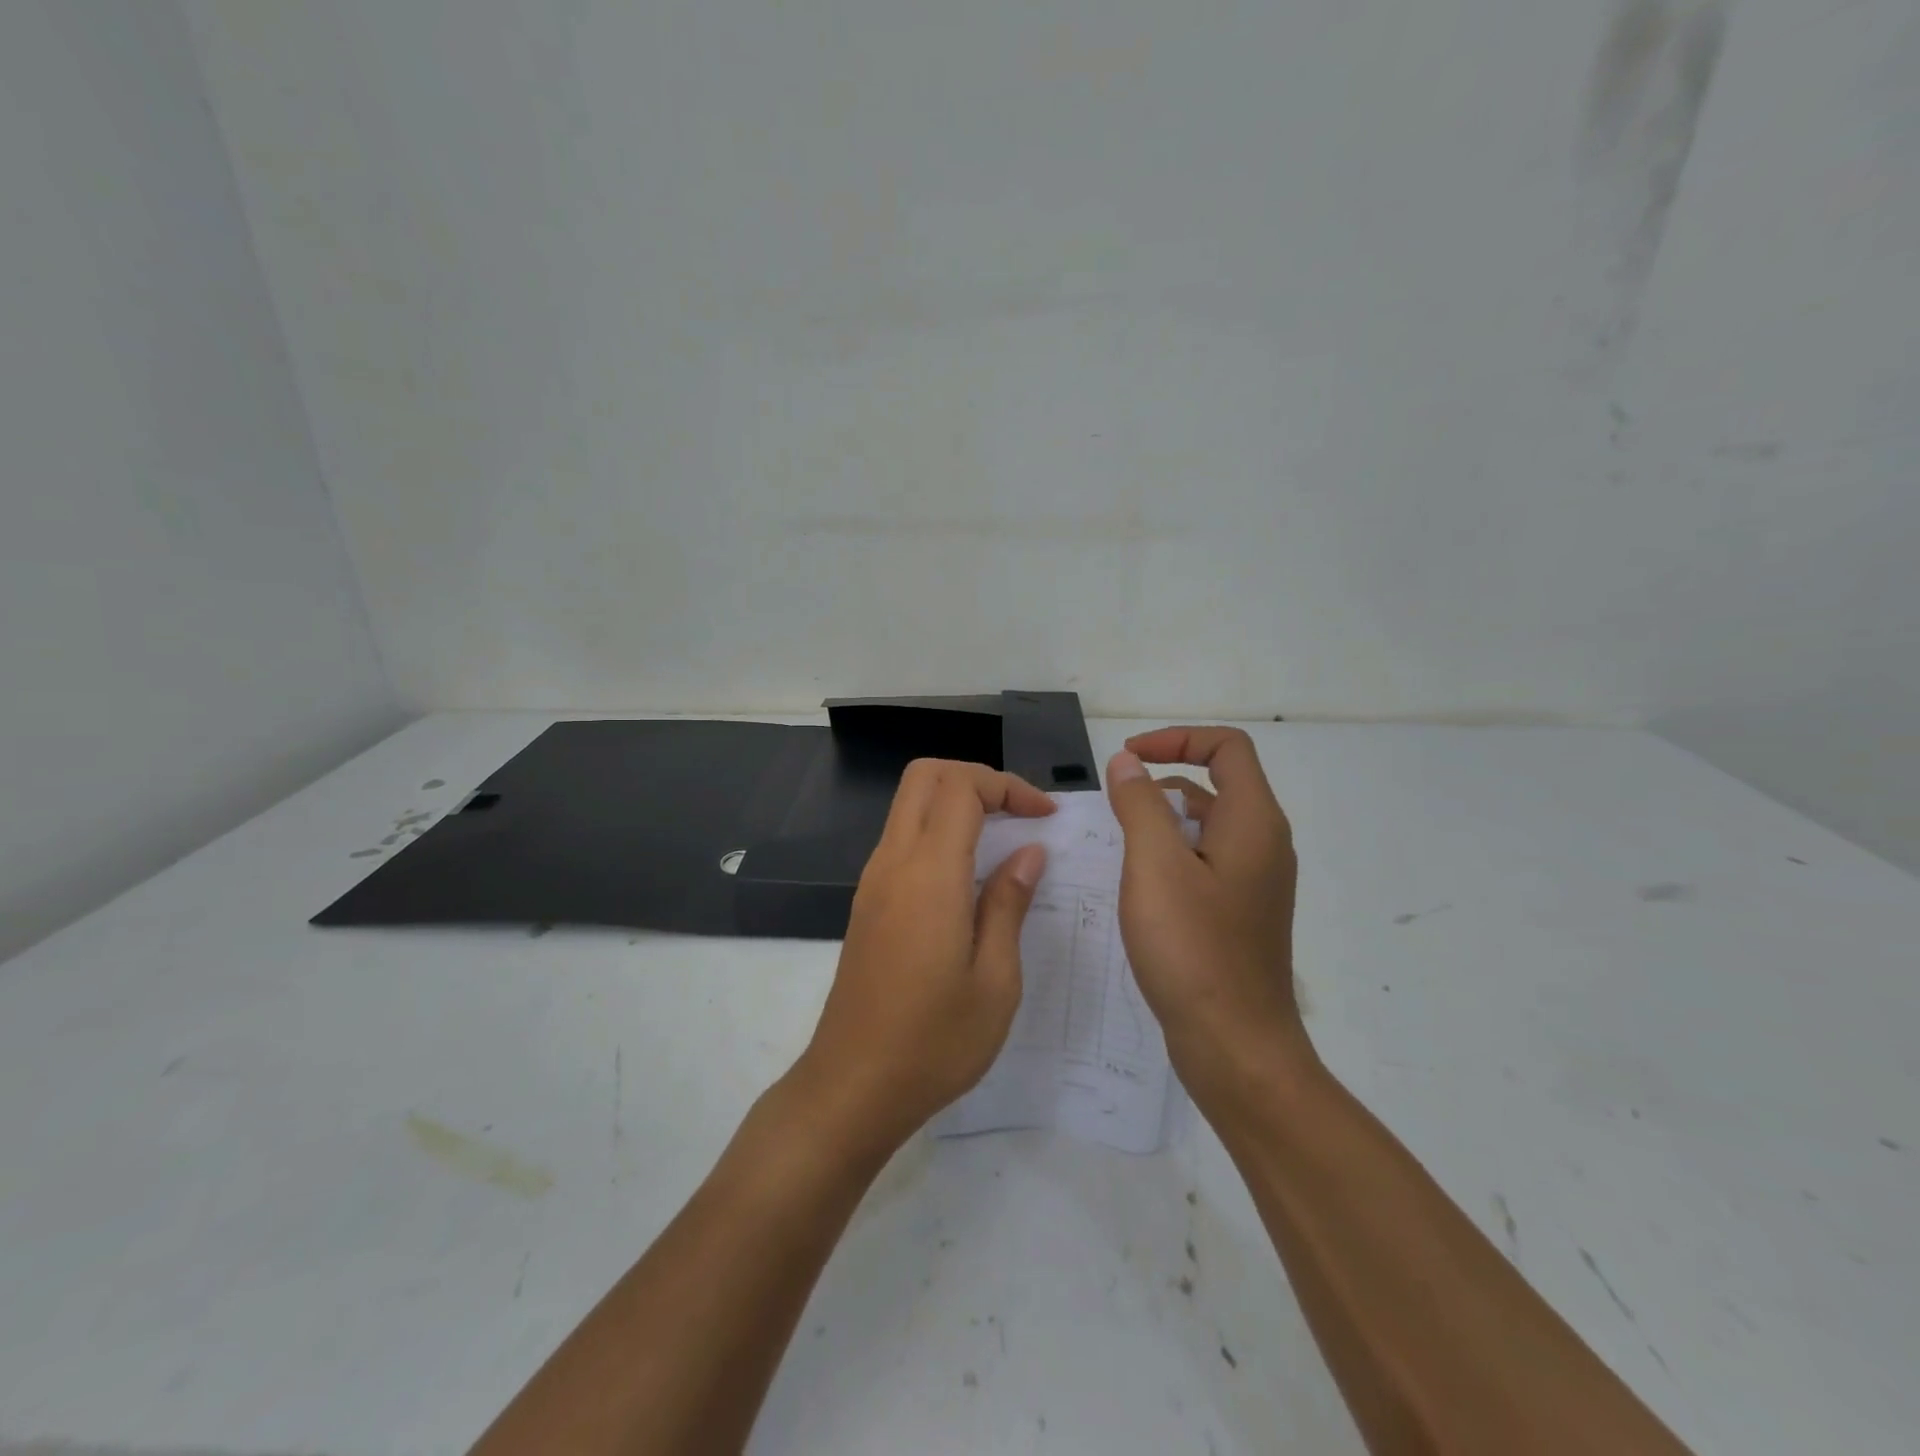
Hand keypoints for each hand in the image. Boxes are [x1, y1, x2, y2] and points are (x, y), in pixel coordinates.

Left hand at [793, 759, 1053, 1156]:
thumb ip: (1009, 904)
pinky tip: (970, 876)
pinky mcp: (867, 902)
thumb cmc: (934, 1042)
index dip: (1008, 786)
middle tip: (1020, 812)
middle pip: (925, 777)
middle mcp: (893, 863)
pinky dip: (938, 831)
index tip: (1045, 816)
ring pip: (909, 805)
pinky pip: (902, 839)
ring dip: (956, 802)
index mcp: (928, 875)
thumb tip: (1028, 852)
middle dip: (977, 778)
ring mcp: (873, 881)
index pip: (961, 787)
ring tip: (1004, 839)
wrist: (853, 1087)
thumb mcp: (995, 980)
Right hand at [1105, 727, 1309, 1096]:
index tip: (1129, 758)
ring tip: (1121, 840)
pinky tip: (1140, 883)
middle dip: (1165, 777)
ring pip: (1210, 825)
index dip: (1177, 739)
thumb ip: (1140, 804)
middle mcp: (1264, 844)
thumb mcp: (1155, 865)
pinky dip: (1174, 853)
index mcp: (1253, 822)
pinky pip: (1208, 861)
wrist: (1236, 1045)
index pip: (1227, 748)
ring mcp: (1256, 882)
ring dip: (1166, 817)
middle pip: (1220, 782)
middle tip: (1117, 799)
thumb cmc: (1193, 948)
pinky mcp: (1241, 913)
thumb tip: (1128, 763)